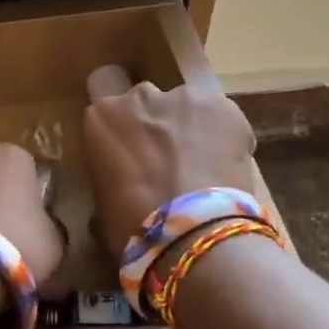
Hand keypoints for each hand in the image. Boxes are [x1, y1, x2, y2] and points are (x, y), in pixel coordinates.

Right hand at [83, 80, 258, 260]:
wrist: (190, 233)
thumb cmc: (133, 227)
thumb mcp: (102, 201)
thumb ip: (109, 174)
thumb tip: (121, 184)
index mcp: (102, 116)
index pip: (106, 103)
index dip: (122, 124)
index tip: (130, 147)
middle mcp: (140, 96)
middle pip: (148, 102)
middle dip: (156, 124)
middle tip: (167, 160)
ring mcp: (184, 97)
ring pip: (188, 108)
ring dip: (191, 129)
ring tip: (203, 166)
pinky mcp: (224, 107)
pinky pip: (223, 119)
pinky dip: (225, 137)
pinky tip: (227, 168)